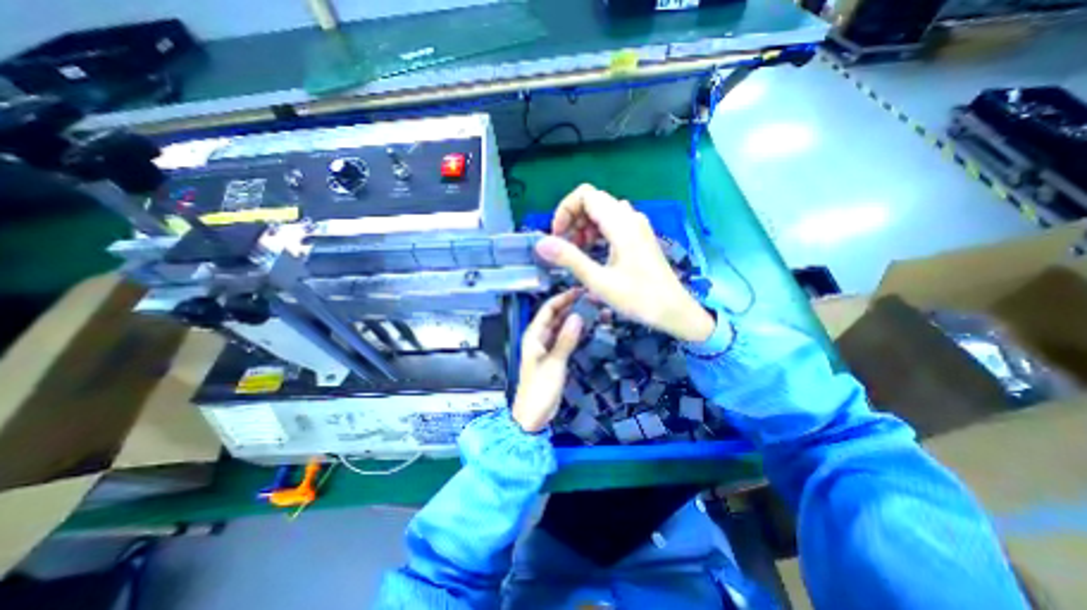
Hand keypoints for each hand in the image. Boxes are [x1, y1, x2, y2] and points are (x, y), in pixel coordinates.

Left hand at [513, 287, 586, 431]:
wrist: (533, 415)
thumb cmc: (539, 389)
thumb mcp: (554, 363)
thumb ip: (565, 340)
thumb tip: (578, 316)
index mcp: (534, 335)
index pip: (548, 309)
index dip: (563, 298)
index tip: (580, 291)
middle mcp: (539, 337)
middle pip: (555, 316)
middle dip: (571, 306)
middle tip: (591, 299)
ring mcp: (547, 347)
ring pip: (561, 326)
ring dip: (574, 318)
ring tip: (592, 310)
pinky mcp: (554, 356)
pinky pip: (564, 338)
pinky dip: (574, 332)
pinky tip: (587, 328)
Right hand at [534, 185, 719, 343]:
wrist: (674, 310)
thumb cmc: (638, 298)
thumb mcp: (599, 281)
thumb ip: (570, 259)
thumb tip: (541, 243)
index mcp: (621, 223)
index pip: (586, 195)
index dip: (565, 210)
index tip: (557, 235)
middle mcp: (630, 217)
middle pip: (593, 201)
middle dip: (573, 219)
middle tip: (564, 246)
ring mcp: (636, 226)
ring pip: (602, 212)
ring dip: (584, 227)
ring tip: (577, 251)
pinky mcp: (639, 237)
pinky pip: (612, 224)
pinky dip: (596, 233)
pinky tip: (593, 253)